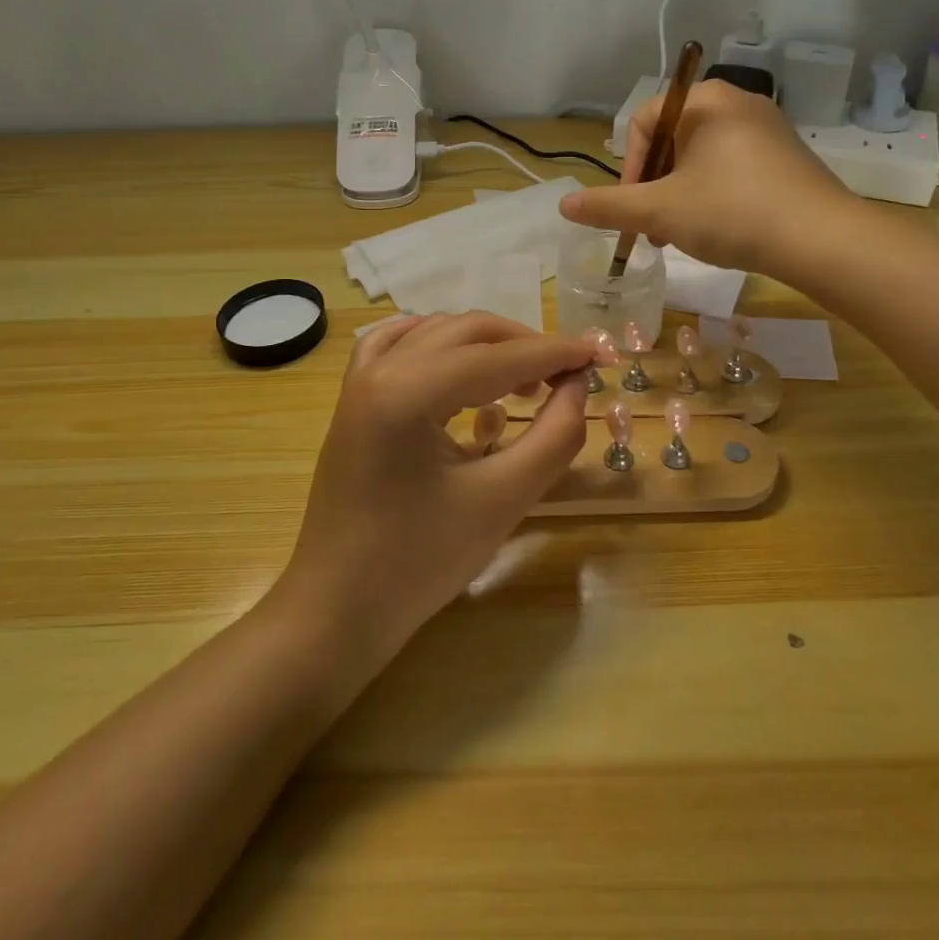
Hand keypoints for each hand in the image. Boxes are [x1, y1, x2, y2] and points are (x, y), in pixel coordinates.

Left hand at [276, 312, 594, 661]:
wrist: (338, 608)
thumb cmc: (421, 562)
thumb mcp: (503, 500)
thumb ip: (554, 436)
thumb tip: (578, 385)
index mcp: (408, 391)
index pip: (499, 357)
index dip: (555, 353)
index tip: (600, 353)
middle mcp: (380, 369)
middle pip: (468, 332)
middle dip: (525, 346)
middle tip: (568, 376)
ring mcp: (360, 380)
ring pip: (437, 332)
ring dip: (486, 345)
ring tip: (524, 382)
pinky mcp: (353, 397)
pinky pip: (399, 344)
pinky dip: (439, 345)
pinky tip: (460, 366)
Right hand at [560, 80, 856, 276]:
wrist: (822, 240)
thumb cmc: (732, 212)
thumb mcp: (661, 211)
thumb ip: (609, 206)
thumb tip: (563, 205)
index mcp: (705, 100)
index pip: (643, 121)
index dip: (627, 167)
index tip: (632, 207)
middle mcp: (738, 102)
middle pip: (672, 139)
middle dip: (654, 186)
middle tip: (653, 227)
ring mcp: (767, 128)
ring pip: (701, 157)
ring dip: (679, 194)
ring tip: (679, 235)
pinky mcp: (786, 156)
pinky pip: (732, 167)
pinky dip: (712, 194)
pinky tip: (716, 229)